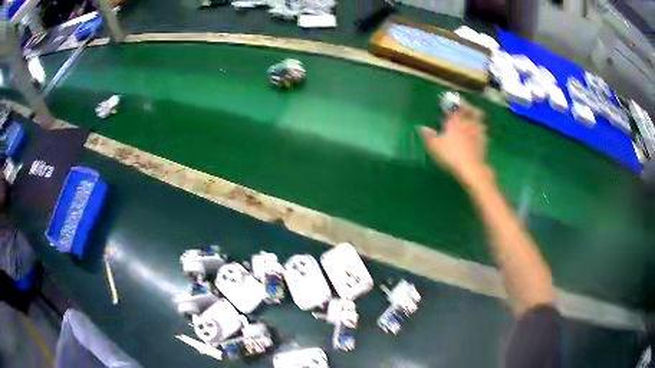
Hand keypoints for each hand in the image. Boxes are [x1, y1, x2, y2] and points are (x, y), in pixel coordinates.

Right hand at [420, 107, 490, 184]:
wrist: (472, 168)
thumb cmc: (452, 155)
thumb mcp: (435, 146)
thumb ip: (428, 136)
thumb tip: (421, 127)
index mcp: (455, 122)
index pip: (452, 107)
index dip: (448, 102)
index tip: (445, 98)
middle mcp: (467, 123)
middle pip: (468, 109)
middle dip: (465, 104)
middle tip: (462, 103)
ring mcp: (477, 131)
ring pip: (478, 117)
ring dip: (475, 113)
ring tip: (472, 113)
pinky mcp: (484, 141)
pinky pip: (483, 129)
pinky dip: (480, 126)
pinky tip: (479, 129)